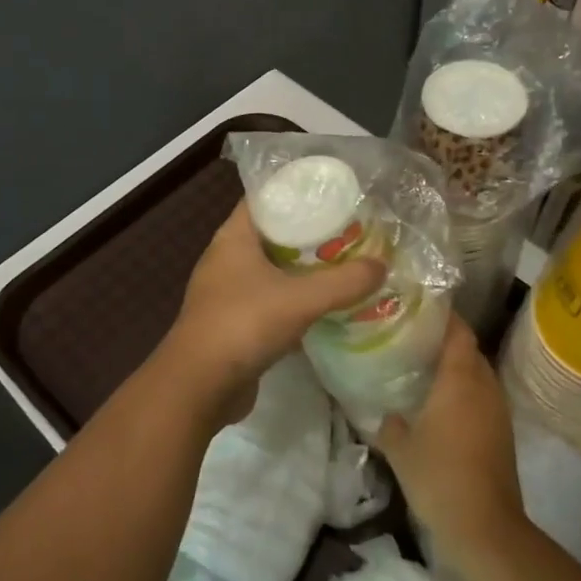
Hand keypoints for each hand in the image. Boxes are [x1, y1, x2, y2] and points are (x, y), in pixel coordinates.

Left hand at [160, 201, 384, 422]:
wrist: (199, 386)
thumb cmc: (243, 325)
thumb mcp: (301, 299)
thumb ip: (344, 282)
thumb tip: (381, 266)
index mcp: (233, 238)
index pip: (264, 199)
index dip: (296, 194)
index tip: (333, 196)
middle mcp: (227, 260)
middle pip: (273, 236)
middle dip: (309, 235)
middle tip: (350, 234)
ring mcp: (228, 293)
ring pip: (273, 272)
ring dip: (304, 272)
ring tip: (345, 267)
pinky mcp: (234, 324)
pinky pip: (271, 303)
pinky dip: (295, 303)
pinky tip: (325, 308)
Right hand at [374, 317, 524, 573]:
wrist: (485, 527)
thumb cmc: (438, 477)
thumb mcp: (399, 448)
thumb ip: (389, 423)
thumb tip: (386, 412)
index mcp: (460, 380)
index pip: (458, 332)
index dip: (443, 316)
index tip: (418, 307)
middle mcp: (484, 387)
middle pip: (470, 351)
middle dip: (446, 341)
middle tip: (413, 339)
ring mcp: (498, 411)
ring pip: (478, 375)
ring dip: (457, 369)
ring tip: (424, 368)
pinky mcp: (503, 434)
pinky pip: (483, 398)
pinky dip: (465, 392)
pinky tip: (441, 405)